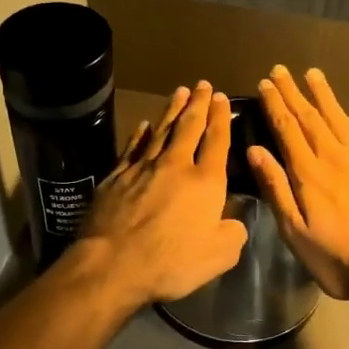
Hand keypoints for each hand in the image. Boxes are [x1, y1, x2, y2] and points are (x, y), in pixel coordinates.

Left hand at [72, 82, 248, 307]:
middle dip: (198, 104)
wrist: (113, 263)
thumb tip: (234, 220)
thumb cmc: (171, 262)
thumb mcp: (220, 255)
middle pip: (189, 127)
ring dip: (172, 110)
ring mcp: (142, 168)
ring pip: (161, 131)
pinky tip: (144, 125)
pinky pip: (132, 148)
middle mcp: (176, 166)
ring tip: (180, 92)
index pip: (217, 142)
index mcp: (206, 182)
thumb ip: (233, 233)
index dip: (221, 118)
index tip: (222, 98)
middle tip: (203, 85)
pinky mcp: (116, 177)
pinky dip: (140, 134)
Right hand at [248, 66, 348, 306]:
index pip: (286, 129)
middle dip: (293, 92)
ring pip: (340, 118)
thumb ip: (276, 188)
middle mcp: (334, 158)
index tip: (265, 84)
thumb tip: (255, 151)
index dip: (275, 105)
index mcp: (308, 174)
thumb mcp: (295, 232)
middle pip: (310, 118)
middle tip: (280, 70)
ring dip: (325, 95)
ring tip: (313, 73)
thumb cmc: (338, 259)